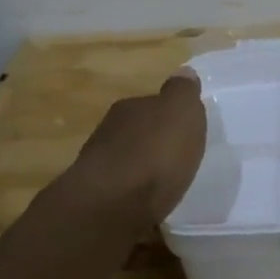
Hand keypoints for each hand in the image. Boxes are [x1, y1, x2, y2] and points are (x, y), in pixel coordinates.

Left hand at [59, 72, 207, 225]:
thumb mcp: (181, 113)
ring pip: (126, 161)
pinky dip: (133, 195)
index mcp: (130, 108)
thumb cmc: (154, 154)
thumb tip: (183, 72)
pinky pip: (122, 191)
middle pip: (136, 132)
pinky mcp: (96, 201)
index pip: (151, 103)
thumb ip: (182, 93)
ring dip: (141, 169)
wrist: (110, 206)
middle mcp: (109, 132)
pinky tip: (146, 205)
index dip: (168, 114)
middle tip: (175, 156)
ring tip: (163, 183)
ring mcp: (98, 167)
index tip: (183, 129)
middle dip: (153, 142)